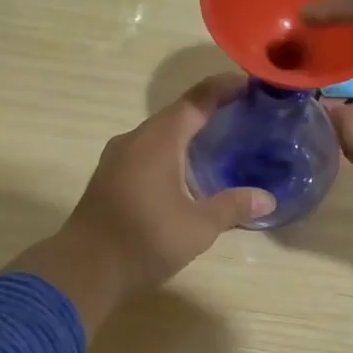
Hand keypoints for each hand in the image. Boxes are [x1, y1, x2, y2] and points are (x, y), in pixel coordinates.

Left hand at [10, 77, 273, 330]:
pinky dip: (172, 150)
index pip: (196, 100)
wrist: (84, 269)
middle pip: (177, 114)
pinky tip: (187, 169)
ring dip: (188, 132)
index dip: (223, 88)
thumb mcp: (197, 227)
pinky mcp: (110, 177)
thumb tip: (268, 198)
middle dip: (209, 110)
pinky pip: (147, 151)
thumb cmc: (144, 240)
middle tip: (243, 113)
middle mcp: (135, 139)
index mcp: (158, 140)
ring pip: (159, 133)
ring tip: (220, 139)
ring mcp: (117, 158)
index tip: (250, 83)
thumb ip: (233, 207)